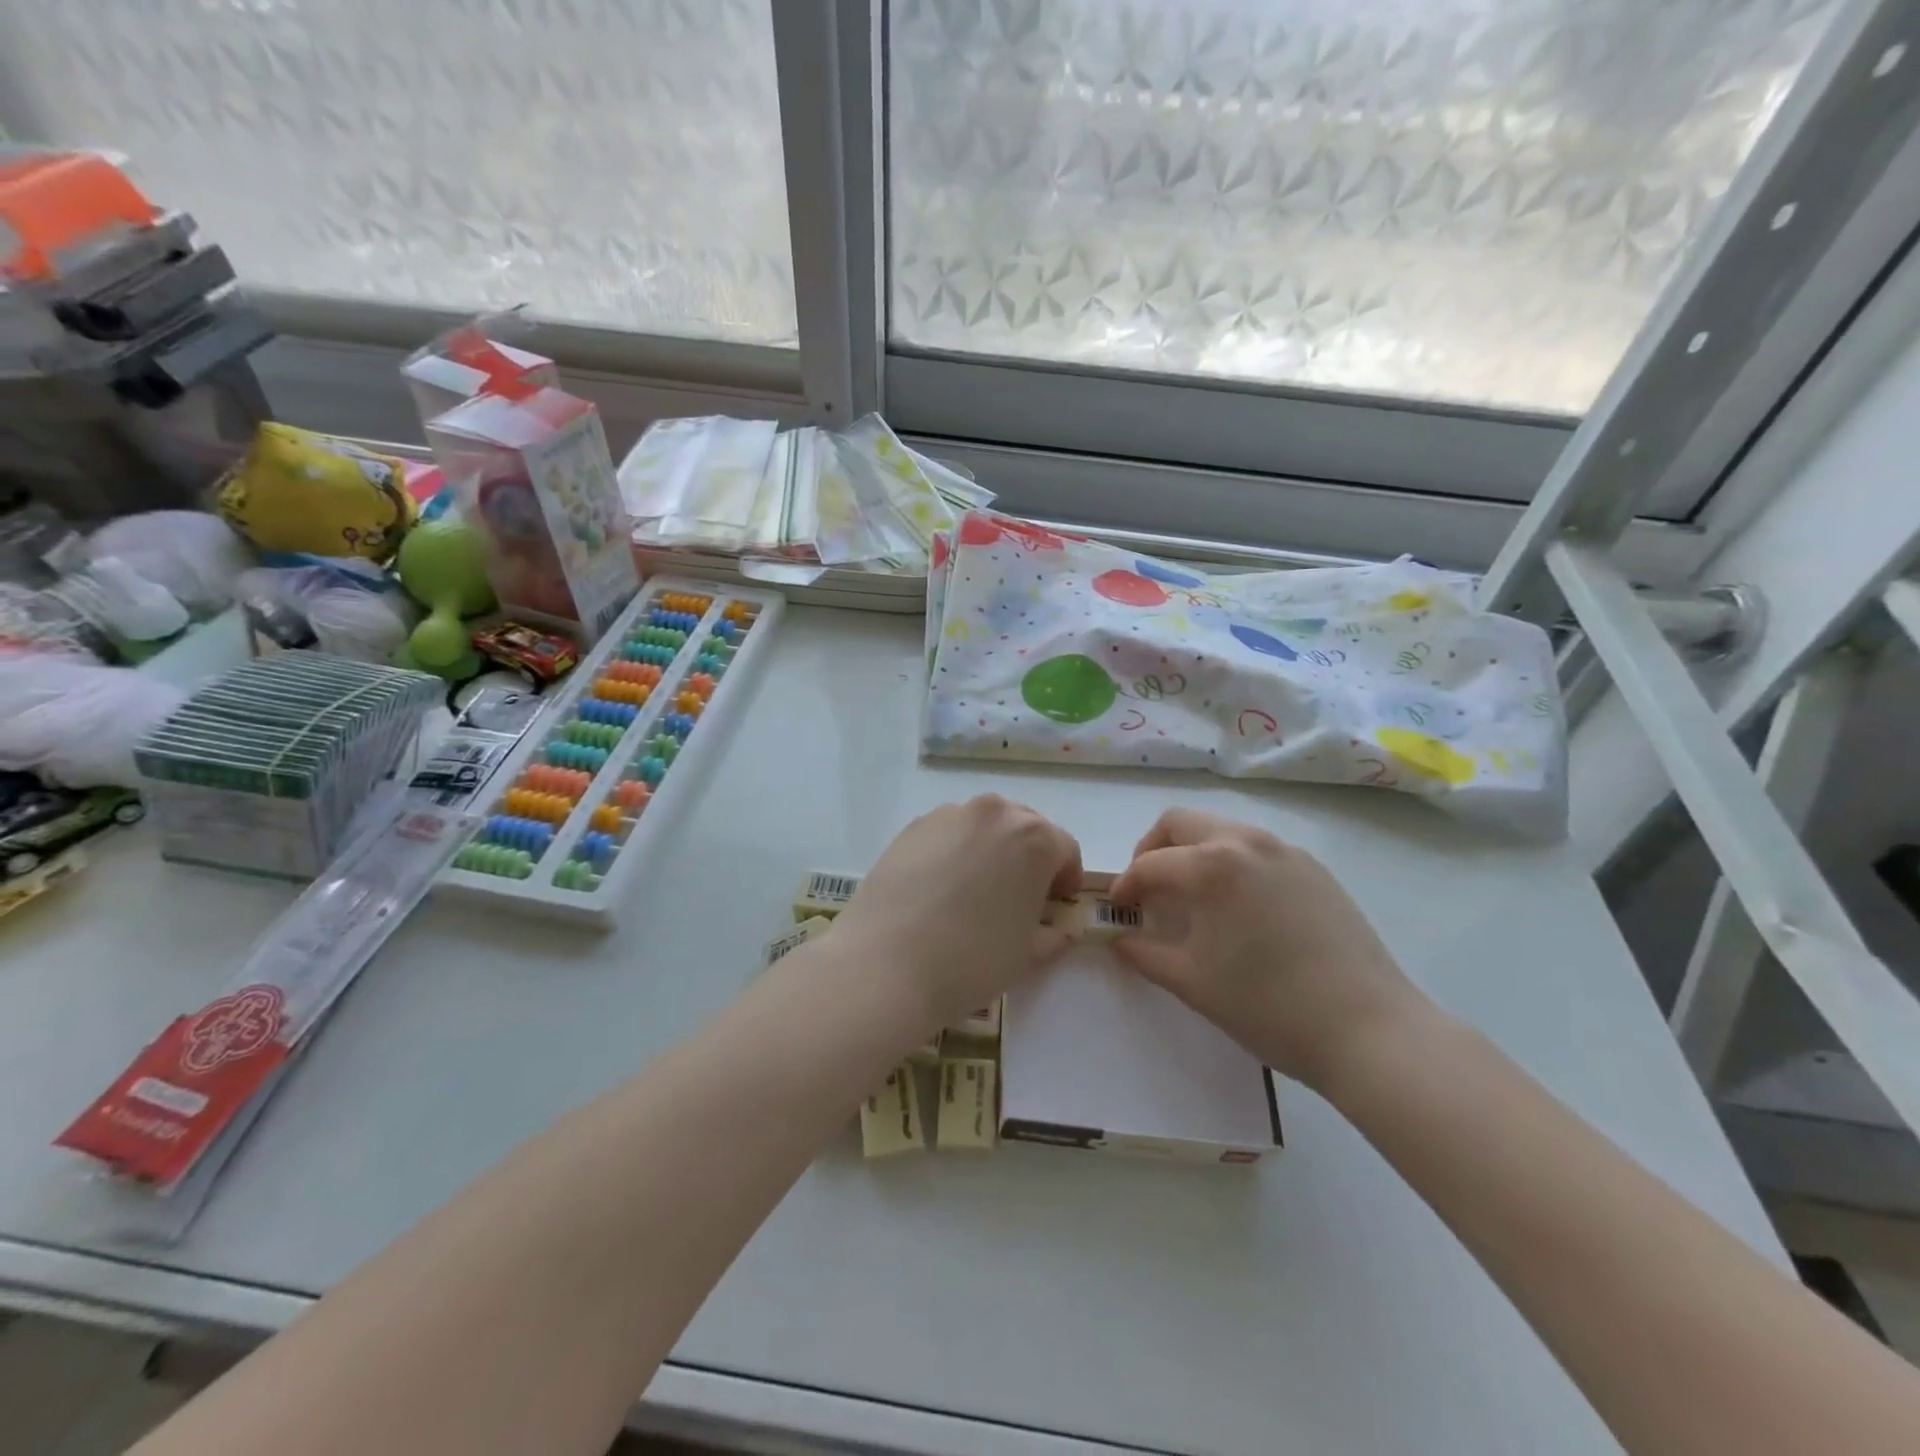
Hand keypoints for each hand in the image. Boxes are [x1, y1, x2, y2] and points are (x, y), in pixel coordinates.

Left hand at [833, 796, 1082, 1028]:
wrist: (886, 964)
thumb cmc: (971, 960)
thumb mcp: (1027, 955)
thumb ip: (1051, 934)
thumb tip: (1057, 929)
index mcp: (1034, 838)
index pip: (1065, 849)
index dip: (1066, 878)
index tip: (1057, 904)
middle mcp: (994, 813)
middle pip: (1024, 827)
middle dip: (1029, 857)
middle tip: (1020, 896)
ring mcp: (949, 815)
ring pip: (984, 826)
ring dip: (991, 850)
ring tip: (976, 891)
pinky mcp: (913, 826)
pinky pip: (948, 833)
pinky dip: (955, 851)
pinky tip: (940, 889)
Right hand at [1109, 809, 1425, 1088]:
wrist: (1369, 1030)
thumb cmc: (1269, 1006)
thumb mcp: (1193, 983)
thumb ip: (1145, 953)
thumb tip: (1120, 939)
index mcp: (1212, 865)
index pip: (1149, 864)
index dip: (1125, 886)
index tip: (1117, 910)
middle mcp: (1246, 842)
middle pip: (1180, 822)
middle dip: (1152, 850)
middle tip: (1148, 889)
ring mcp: (1285, 851)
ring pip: (1221, 830)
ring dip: (1192, 852)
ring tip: (1192, 898)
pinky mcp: (1314, 868)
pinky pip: (1257, 849)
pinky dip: (1231, 863)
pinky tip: (1240, 908)